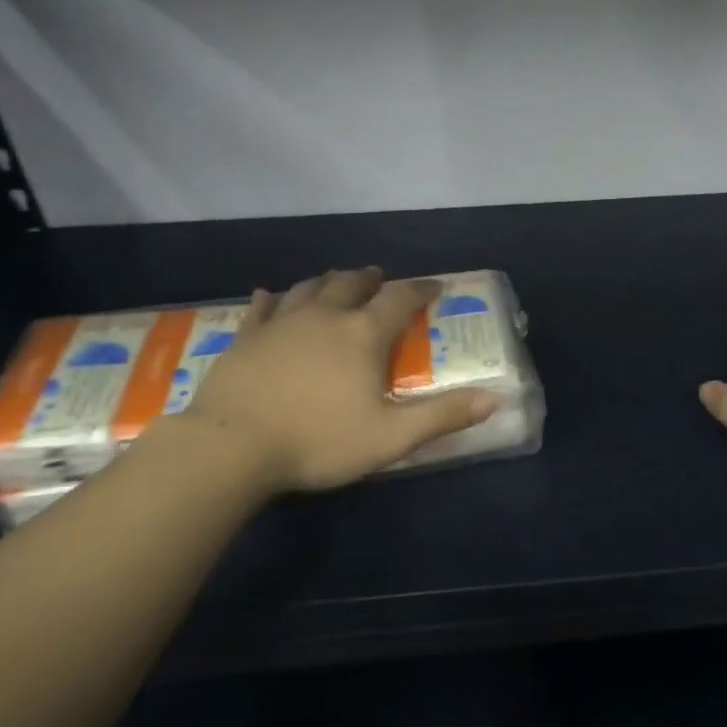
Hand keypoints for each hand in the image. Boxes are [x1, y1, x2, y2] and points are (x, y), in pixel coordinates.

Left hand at [175, 268, 496, 493]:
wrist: (231, 447)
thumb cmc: (318, 440)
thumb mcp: (390, 436)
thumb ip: (442, 416)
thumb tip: (495, 398)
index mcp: (363, 334)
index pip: (400, 298)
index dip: (420, 289)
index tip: (434, 286)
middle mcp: (325, 316)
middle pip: (352, 284)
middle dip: (371, 279)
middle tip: (380, 279)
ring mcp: (282, 323)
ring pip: (309, 288)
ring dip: (328, 281)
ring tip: (337, 280)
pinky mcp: (247, 338)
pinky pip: (261, 308)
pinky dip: (271, 298)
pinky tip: (269, 294)